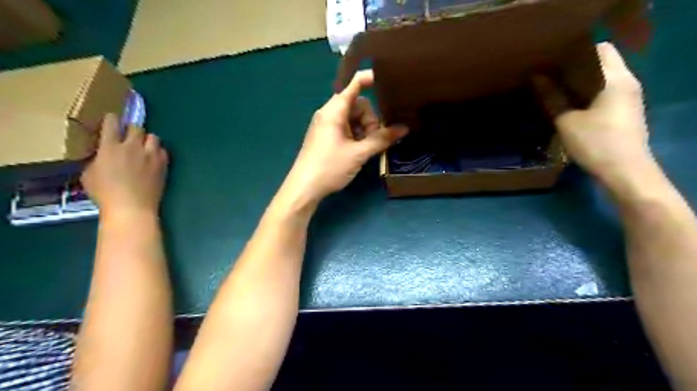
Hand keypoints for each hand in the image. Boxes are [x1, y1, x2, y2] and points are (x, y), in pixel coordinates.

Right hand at [80, 113, 167, 219]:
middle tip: (128, 138)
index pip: (112, 123)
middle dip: (132, 130)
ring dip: (147, 140)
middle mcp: (133, 147)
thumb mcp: (89, 174)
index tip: (112, 122)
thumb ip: (98, 158)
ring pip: (153, 137)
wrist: (132, 207)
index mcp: (110, 147)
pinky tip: (153, 159)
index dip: (112, 120)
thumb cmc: (105, 194)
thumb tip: (103, 154)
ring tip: (143, 148)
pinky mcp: (163, 165)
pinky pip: (163, 151)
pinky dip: (158, 152)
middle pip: (136, 127)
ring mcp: (151, 155)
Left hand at [280, 69, 406, 204]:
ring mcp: (326, 126)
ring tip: (366, 148)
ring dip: (364, 129)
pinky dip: (356, 135)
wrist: (304, 188)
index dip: (368, 79)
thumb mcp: (358, 154)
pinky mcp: (326, 137)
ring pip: (353, 118)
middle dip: (370, 119)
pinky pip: (346, 128)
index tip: (387, 79)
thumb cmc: (329, 167)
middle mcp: (329, 114)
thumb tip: (404, 128)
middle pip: (357, 105)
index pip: (353, 85)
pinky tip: (359, 150)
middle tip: (373, 139)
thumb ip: (381, 139)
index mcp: (334, 111)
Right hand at [535, 42, 654, 185]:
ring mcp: (628, 97)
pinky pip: (604, 92)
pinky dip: (587, 93)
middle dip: (576, 66)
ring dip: (580, 81)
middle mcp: (627, 82)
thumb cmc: (596, 143)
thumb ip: (552, 98)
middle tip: (549, 74)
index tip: (554, 59)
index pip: (601, 49)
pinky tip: (569, 104)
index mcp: (616, 79)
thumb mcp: (567, 121)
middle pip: (602, 62)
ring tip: (555, 88)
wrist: (625, 171)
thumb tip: (536, 77)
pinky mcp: (624, 111)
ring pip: (603, 79)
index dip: (576, 51)